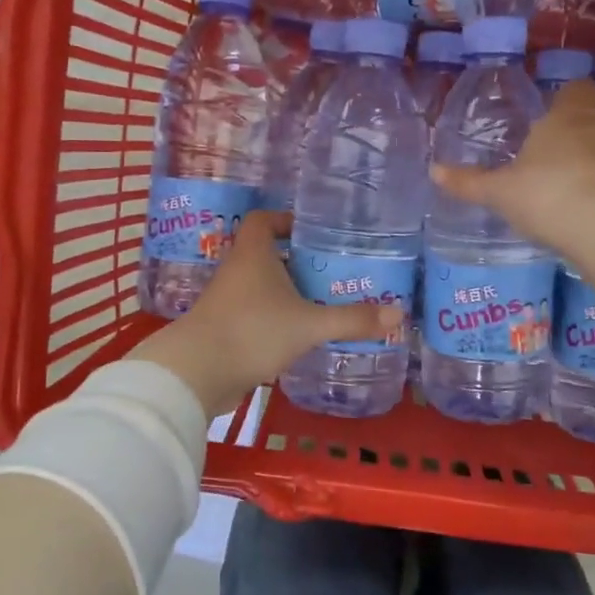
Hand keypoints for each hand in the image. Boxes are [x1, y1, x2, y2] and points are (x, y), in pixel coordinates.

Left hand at [128, 211, 404, 415]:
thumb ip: (352, 319)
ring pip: (260, 285)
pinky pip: (254, 312)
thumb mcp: (309, 325)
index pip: (264, 219)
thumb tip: (399, 314)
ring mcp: (227, 301)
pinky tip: (298, 332)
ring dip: (286, 290)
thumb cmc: (252, 332)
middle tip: (331, 268)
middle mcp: (237, 270)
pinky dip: (274, 316)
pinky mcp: (224, 328)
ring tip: (322, 300)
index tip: (313, 232)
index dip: (286, 220)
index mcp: (253, 254)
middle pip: (266, 253)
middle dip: (296, 259)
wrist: (195, 374)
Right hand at [430, 79, 594, 254]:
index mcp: (568, 116)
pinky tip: (594, 208)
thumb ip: (469, 182)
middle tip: (555, 153)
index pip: (577, 89)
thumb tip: (434, 171)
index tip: (551, 115)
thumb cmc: (546, 194)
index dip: (566, 99)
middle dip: (580, 131)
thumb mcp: (500, 191)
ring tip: (574, 184)